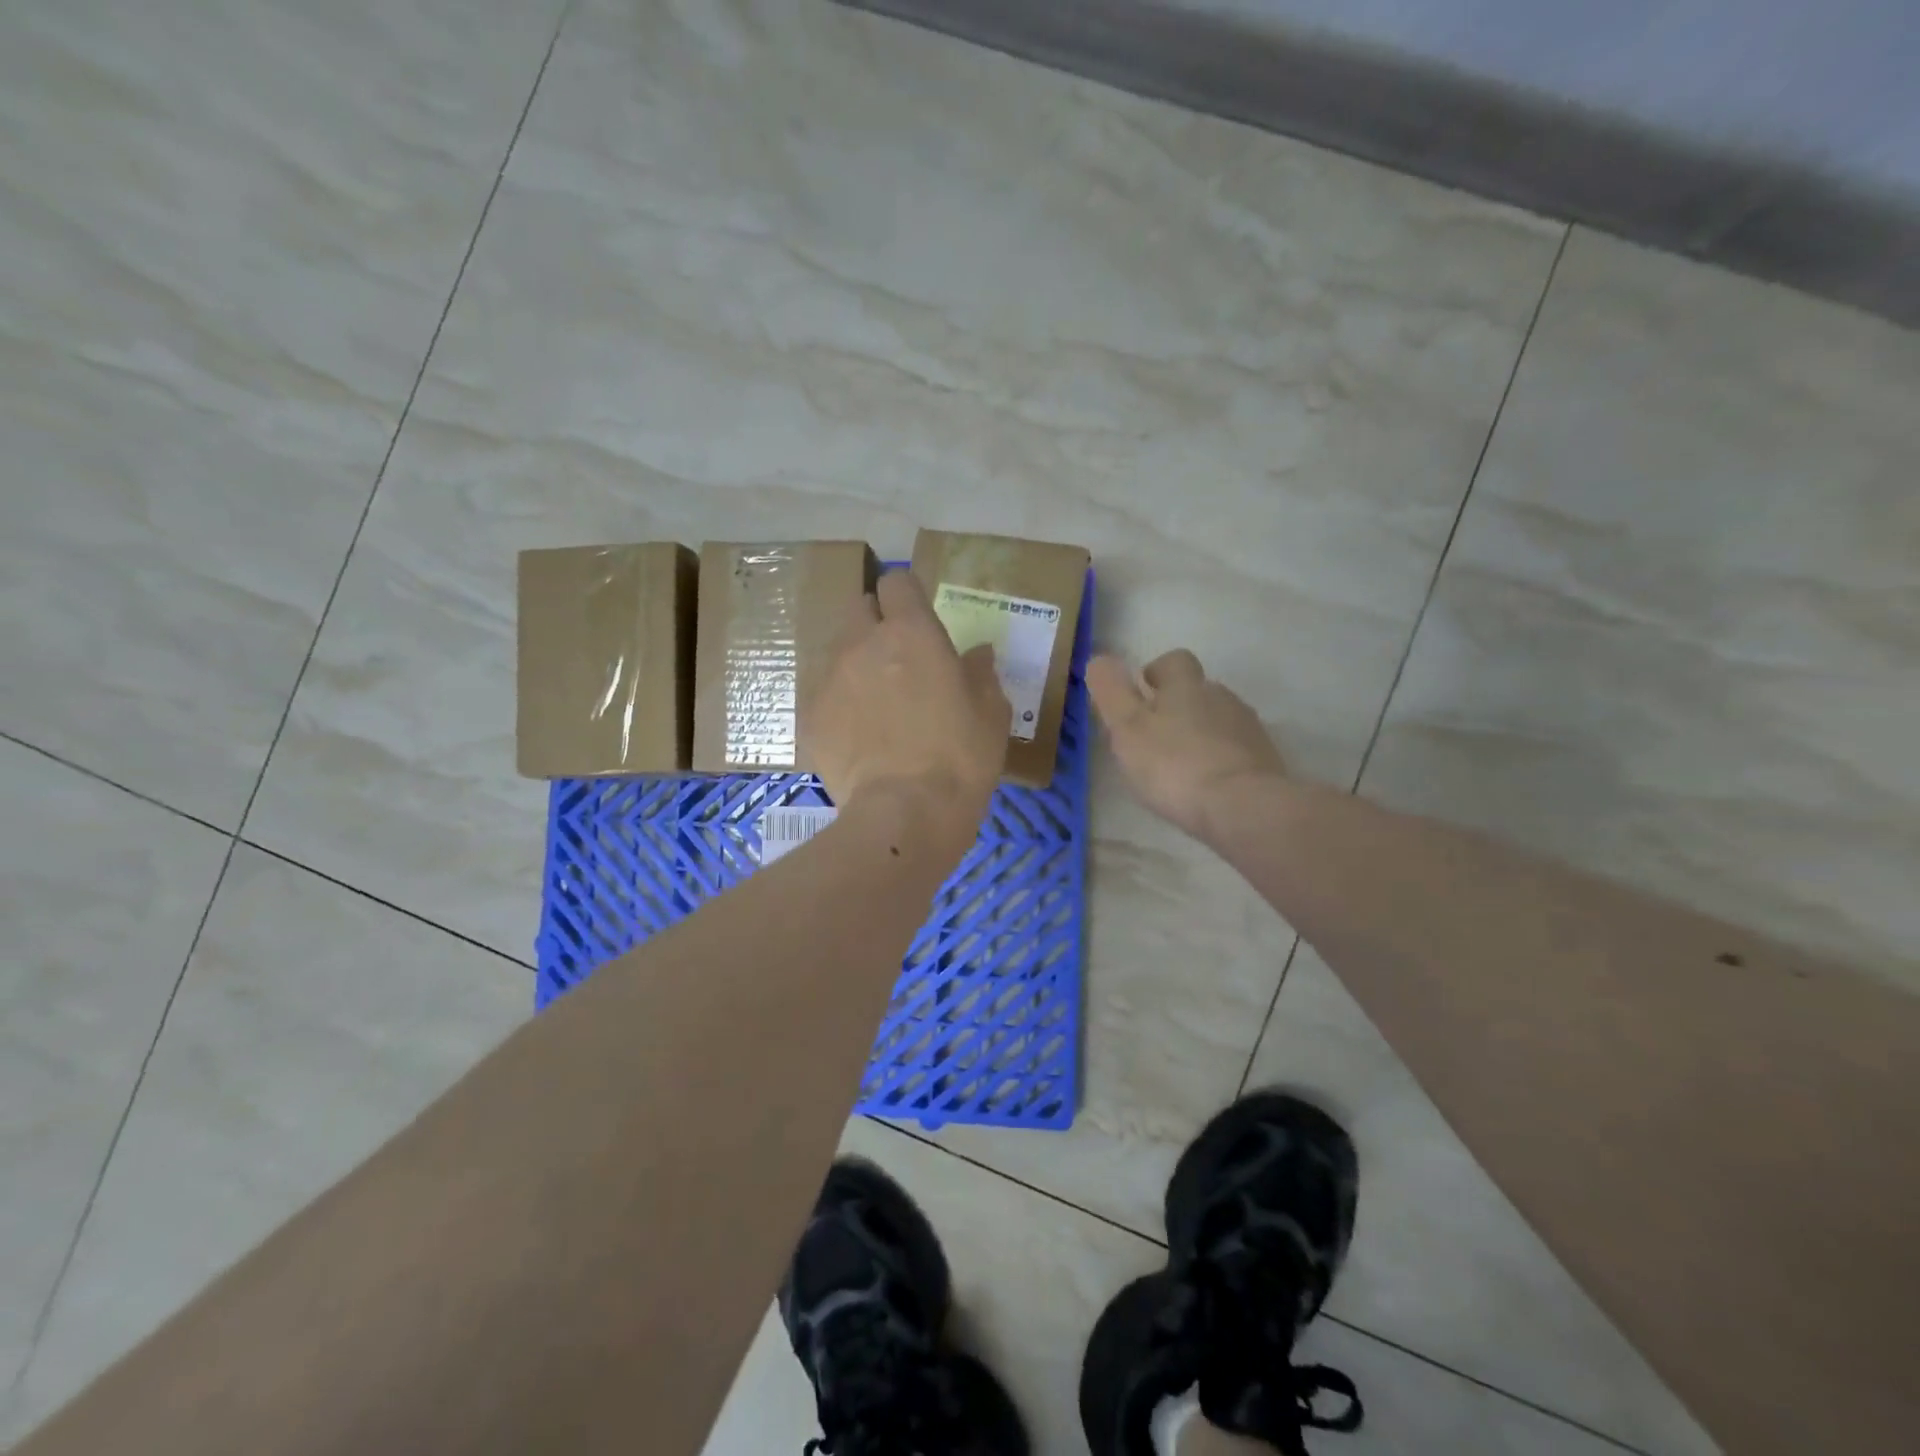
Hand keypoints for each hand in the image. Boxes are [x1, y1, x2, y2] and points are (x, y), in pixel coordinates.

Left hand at [806, 571, 1009, 844]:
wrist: (906, 813)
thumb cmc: (960, 758)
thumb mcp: (991, 713)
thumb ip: (981, 673)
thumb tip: (977, 654)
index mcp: (911, 633)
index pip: (897, 582)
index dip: (907, 596)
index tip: (918, 619)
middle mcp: (862, 644)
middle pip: (859, 608)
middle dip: (875, 622)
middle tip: (897, 658)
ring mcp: (829, 679)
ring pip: (837, 651)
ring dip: (855, 663)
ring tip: (875, 703)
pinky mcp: (810, 717)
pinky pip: (823, 694)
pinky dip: (839, 704)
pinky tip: (856, 735)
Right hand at [1086, 649, 1285, 840]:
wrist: (1243, 807)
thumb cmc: (1174, 765)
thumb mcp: (1127, 728)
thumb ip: (1111, 692)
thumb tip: (1099, 659)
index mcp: (1186, 686)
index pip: (1174, 661)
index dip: (1156, 672)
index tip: (1142, 693)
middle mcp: (1221, 697)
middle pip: (1198, 690)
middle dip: (1177, 706)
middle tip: (1154, 737)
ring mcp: (1248, 729)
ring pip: (1219, 720)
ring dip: (1200, 733)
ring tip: (1179, 765)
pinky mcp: (1266, 760)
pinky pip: (1236, 750)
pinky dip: (1220, 759)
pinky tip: (1207, 785)